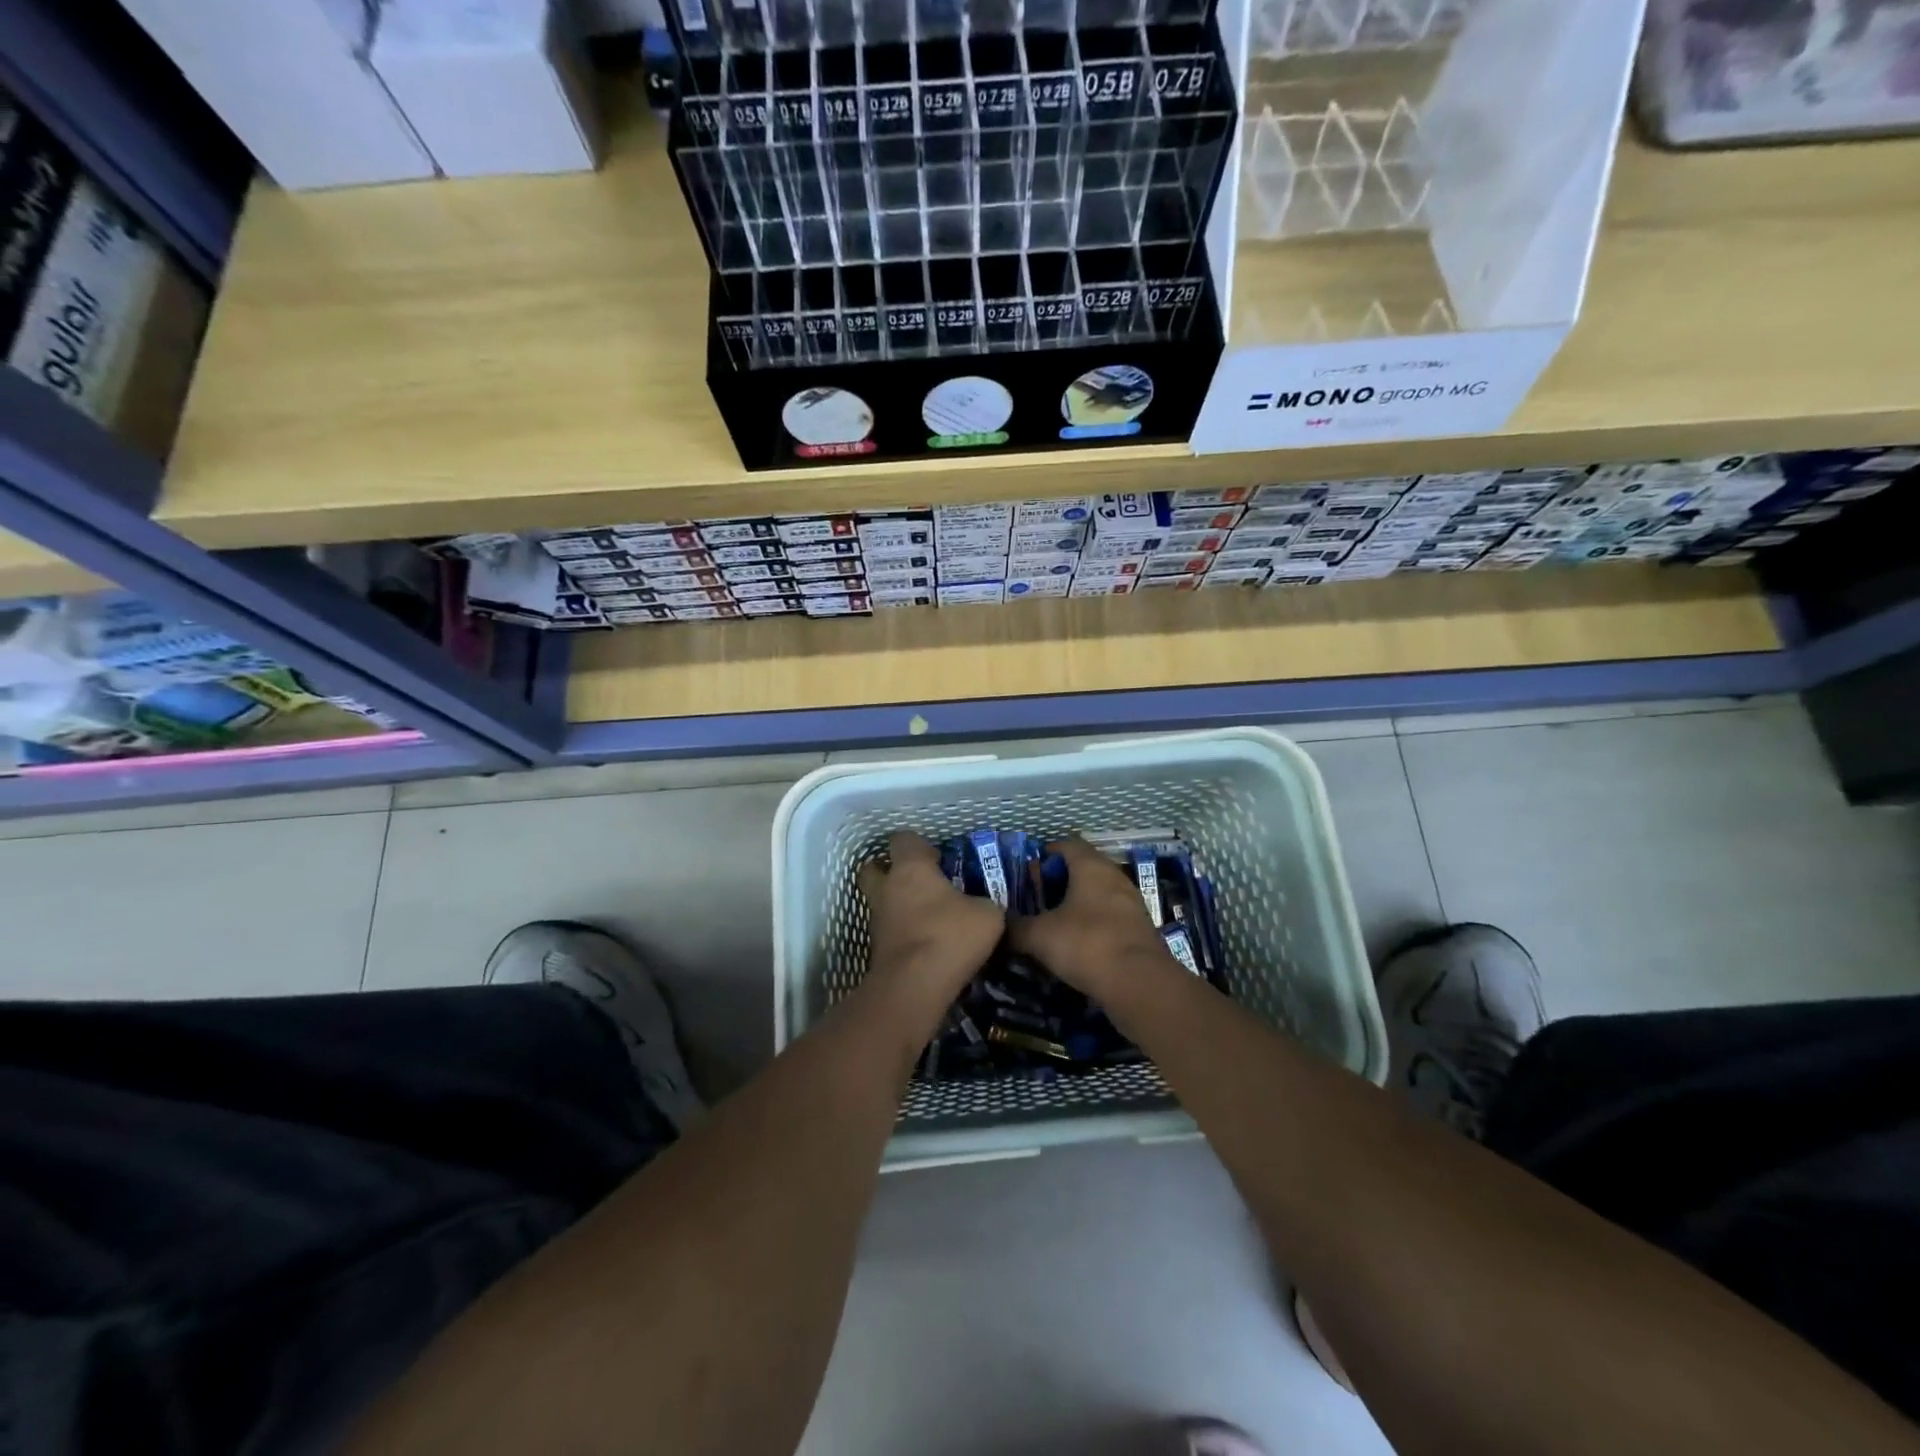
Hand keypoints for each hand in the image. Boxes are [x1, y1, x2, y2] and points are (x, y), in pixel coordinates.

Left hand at [857, 832, 1005, 1014]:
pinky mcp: (875, 950)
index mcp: (911, 868)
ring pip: (880, 902)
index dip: (918, 845)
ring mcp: (877, 920)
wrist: (914, 986)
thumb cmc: (950, 936)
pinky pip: (888, 931)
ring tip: (926, 917)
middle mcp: (887, 888)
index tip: (937, 858)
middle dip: (890, 870)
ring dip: (897, 905)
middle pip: (874, 868)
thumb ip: (984, 903)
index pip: (903, 840)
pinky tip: (925, 943)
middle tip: (918, 881)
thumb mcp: (988, 915)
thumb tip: (983, 907)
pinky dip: (901, 933)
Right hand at [1007, 837, 1184, 1001]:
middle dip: (1059, 881)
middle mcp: (1114, 877)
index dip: (1045, 854)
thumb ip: (1016, 928)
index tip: (1027, 871)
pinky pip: (1110, 917)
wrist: (1140, 983)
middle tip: (1036, 898)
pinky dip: (1093, 924)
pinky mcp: (1140, 929)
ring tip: (1053, 923)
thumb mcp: (1039, 936)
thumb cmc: (1086, 944)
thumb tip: (998, 926)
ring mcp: (1131, 903)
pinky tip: (1077, 944)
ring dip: (1077, 904)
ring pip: (1098, 893)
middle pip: (1083, 868)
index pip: (1066, 845)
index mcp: (1090, 866)